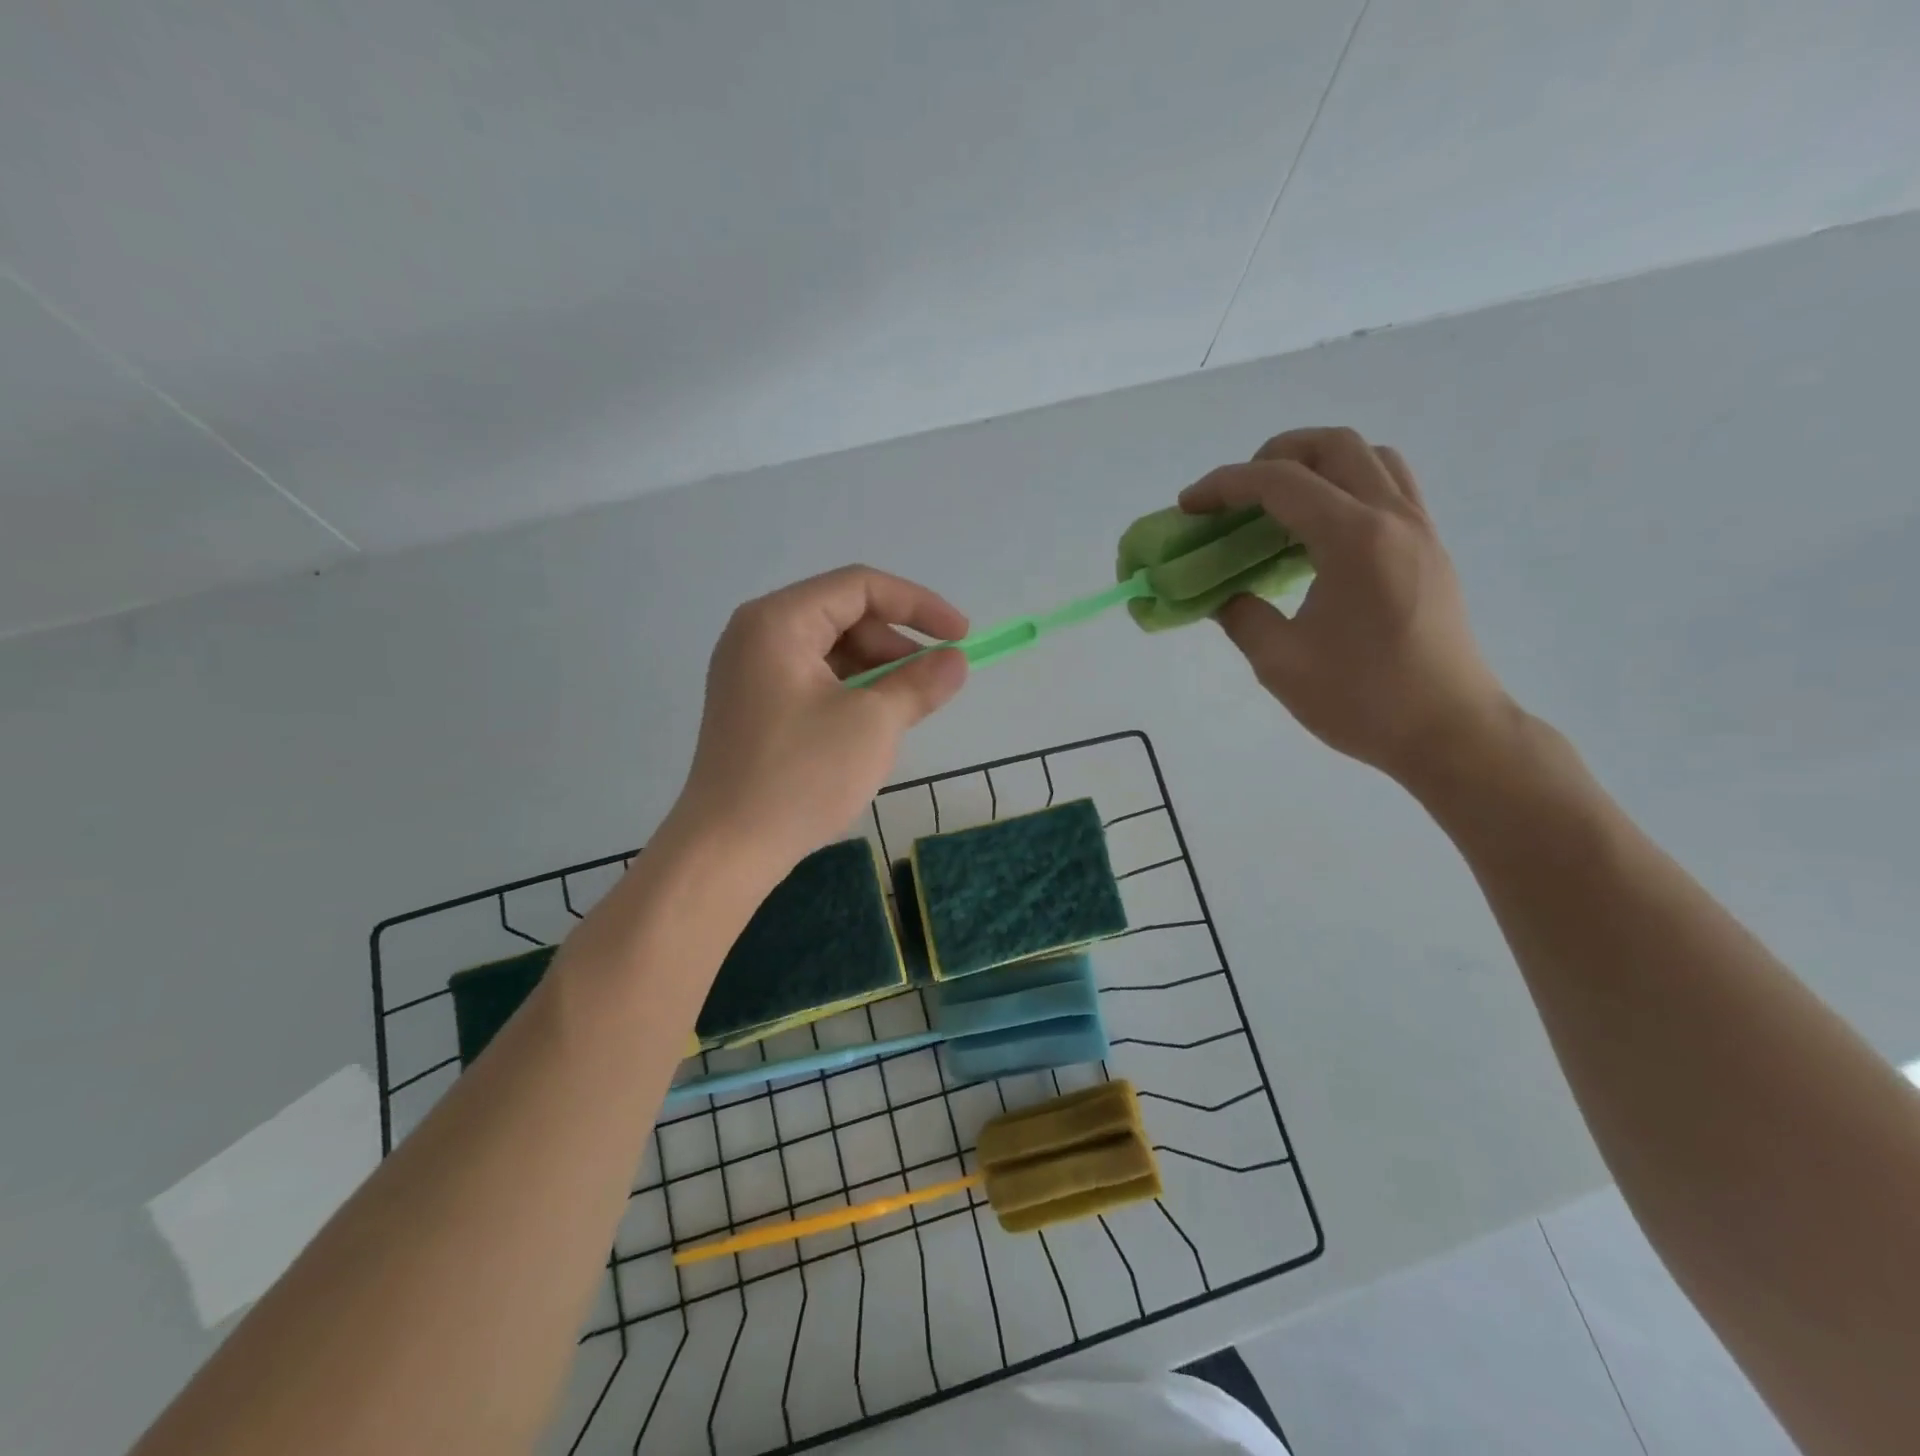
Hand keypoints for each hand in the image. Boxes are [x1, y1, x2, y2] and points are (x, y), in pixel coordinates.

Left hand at [670, 566, 968, 874]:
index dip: (919, 605)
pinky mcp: (754, 706)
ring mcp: (751, 672)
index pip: (860, 586)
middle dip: (896, 644)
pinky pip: (814, 679)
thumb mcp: (873, 724)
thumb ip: (919, 683)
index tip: (962, 636)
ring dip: (876, 671)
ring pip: (831, 651)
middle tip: (933, 684)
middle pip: (844, 616)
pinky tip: (873, 724)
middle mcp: (757, 634)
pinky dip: (851, 692)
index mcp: (778, 621)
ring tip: (906, 710)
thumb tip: (955, 662)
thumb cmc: (801, 776)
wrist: (727, 849)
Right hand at [1181, 427, 1513, 784]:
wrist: (1449, 731)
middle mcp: (1393, 518)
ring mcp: (1419, 529)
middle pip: (1333, 445)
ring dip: (1316, 465)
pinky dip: (1346, 487)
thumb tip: (1224, 593)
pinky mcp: (1429, 548)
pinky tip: (1319, 533)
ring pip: (1369, 457)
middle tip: (1236, 496)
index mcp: (1354, 540)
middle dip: (1273, 456)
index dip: (1224, 485)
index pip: (1280, 482)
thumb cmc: (1363, 700)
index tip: (1188, 506)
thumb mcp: (1280, 663)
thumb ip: (1241, 615)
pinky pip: (1389, 487)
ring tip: (1278, 506)